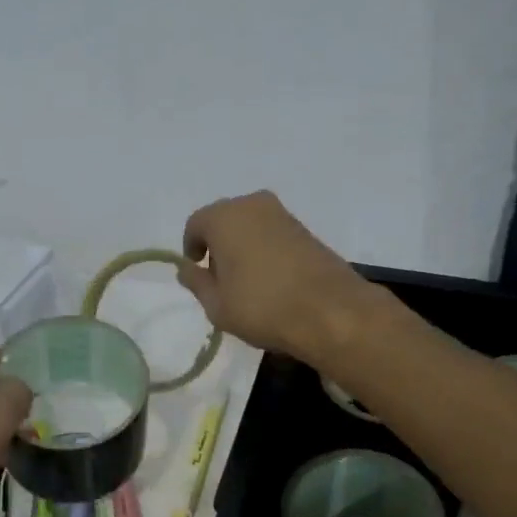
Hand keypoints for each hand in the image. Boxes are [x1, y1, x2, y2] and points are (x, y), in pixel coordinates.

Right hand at [177, 192, 380, 364]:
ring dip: (242, 248)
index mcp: (224, 217)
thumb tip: (187, 269)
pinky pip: (272, 234)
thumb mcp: (217, 305)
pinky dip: (265, 251)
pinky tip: (272, 281)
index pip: (195, 224)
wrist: (330, 311)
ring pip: (250, 226)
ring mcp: (283, 214)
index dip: (191, 248)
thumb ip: (196, 283)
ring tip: (247, 284)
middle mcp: (252, 205)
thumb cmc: (262, 306)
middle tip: (221, 280)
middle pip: (224, 221)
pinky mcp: (306, 229)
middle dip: (218, 246)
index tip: (198, 273)